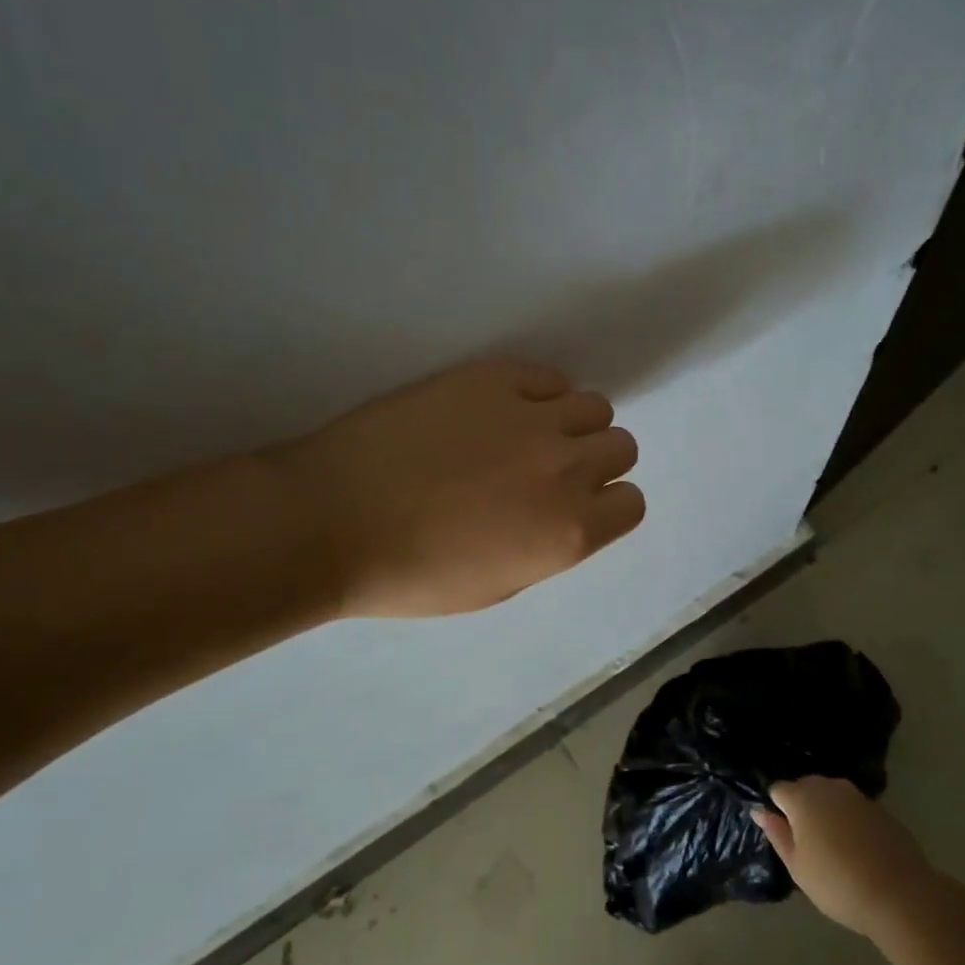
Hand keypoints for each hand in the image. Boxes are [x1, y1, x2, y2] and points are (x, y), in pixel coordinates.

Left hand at [279, 358, 644, 617]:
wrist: (333, 520)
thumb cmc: (410, 574)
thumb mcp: (497, 587)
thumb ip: (549, 547)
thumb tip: (563, 515)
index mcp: (569, 533)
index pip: (632, 503)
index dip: (606, 505)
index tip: (576, 506)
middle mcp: (566, 469)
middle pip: (621, 446)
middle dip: (594, 461)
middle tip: (548, 470)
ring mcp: (531, 417)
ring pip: (593, 404)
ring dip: (571, 423)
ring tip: (526, 435)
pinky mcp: (493, 378)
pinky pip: (546, 377)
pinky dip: (537, 393)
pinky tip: (499, 410)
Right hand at [752, 777, 930, 939]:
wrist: (901, 895)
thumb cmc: (837, 883)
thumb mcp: (797, 866)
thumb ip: (777, 834)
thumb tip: (760, 811)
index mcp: (802, 798)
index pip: (778, 789)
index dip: (776, 809)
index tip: (782, 834)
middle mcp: (829, 787)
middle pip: (805, 787)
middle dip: (801, 807)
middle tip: (805, 842)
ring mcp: (858, 796)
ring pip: (831, 796)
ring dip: (826, 812)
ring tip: (831, 845)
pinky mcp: (882, 810)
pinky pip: (854, 808)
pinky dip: (850, 821)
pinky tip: (857, 849)